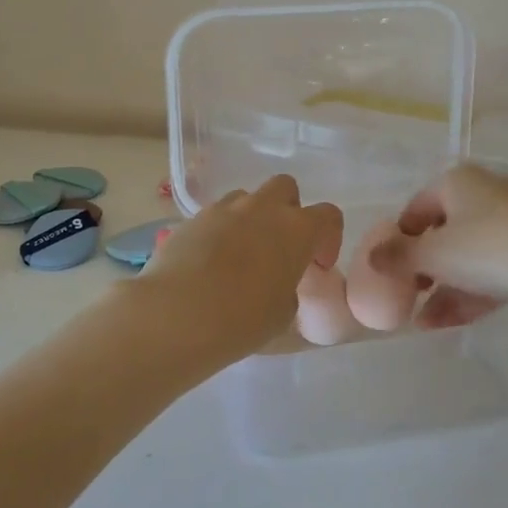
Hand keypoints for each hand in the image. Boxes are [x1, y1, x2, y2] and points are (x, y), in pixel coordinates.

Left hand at [135, 176, 343, 360]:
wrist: (177, 313)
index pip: (329, 215)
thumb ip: (289, 287)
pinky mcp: (192, 218)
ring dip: (252, 218)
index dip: (329, 239)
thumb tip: (278, 281)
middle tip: (281, 246)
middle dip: (288, 211)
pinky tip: (212, 262)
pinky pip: (216, 216)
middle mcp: (262, 208)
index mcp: (296, 229)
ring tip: (243, 254)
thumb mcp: (283, 312)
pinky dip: (221, 231)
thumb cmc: (242, 319)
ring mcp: (224, 209)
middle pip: (286, 188)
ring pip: (247, 198)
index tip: (317, 265)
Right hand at [369, 164, 507, 326]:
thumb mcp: (431, 255)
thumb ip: (396, 257)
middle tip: (412, 294)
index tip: (391, 270)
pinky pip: (494, 267)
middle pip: (443, 233)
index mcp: (456, 181)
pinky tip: (453, 321)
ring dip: (445, 288)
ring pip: (469, 255)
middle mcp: (484, 192)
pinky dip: (472, 290)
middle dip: (424, 269)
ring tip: (426, 321)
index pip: (415, 209)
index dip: (399, 241)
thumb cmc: (484, 248)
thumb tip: (372, 259)